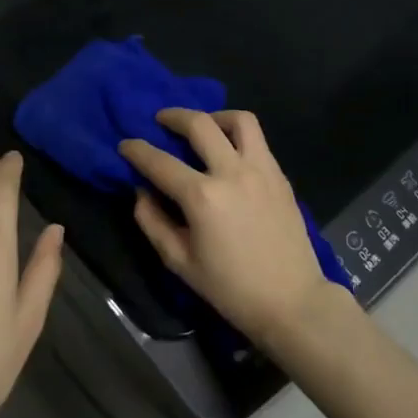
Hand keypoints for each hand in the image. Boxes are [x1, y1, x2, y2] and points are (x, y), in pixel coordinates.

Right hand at [119, 109, 342, 345]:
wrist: (291, 301)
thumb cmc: (230, 288)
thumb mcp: (179, 262)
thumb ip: (152, 222)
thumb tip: (141, 191)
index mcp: (202, 197)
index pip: (159, 161)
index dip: (136, 149)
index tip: (125, 144)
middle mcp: (232, 172)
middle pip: (199, 124)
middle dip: (173, 116)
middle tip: (160, 120)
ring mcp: (261, 170)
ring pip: (238, 120)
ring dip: (214, 116)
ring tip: (203, 127)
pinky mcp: (280, 175)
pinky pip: (258, 140)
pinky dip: (237, 135)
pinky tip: (228, 151)